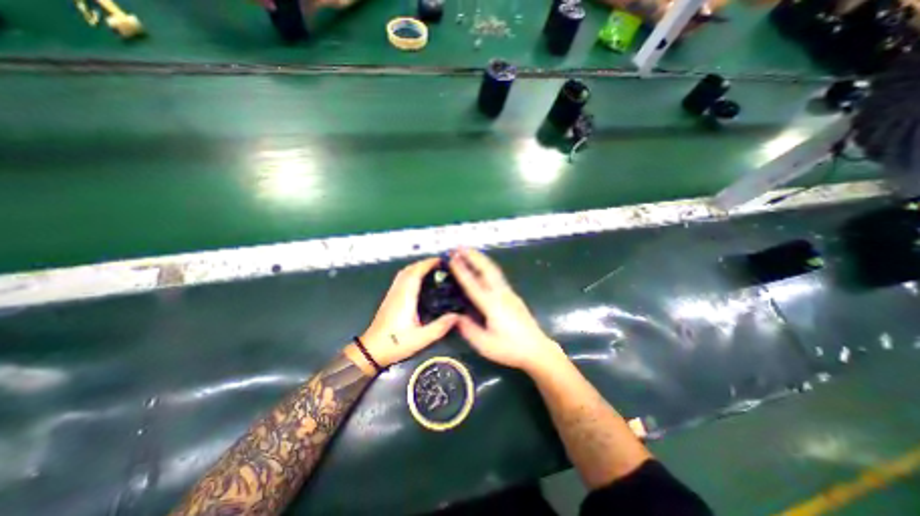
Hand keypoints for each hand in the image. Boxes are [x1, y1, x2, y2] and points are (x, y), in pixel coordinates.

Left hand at [351, 260, 458, 372]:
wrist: (372, 351)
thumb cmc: (395, 344)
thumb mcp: (421, 339)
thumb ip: (439, 327)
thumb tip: (456, 316)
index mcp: (405, 298)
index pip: (416, 273)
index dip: (428, 264)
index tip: (440, 261)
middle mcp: (398, 292)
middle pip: (409, 269)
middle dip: (424, 263)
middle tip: (439, 265)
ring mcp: (392, 294)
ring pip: (404, 273)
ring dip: (417, 267)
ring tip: (431, 270)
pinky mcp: (390, 299)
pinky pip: (401, 279)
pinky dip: (411, 274)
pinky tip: (418, 281)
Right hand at [451, 248, 565, 372]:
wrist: (537, 349)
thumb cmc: (510, 348)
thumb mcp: (485, 344)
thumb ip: (468, 329)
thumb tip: (455, 316)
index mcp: (492, 305)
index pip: (473, 284)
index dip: (461, 270)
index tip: (452, 258)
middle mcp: (501, 294)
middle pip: (486, 269)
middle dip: (473, 256)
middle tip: (459, 247)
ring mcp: (508, 293)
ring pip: (493, 270)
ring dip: (480, 258)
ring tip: (469, 251)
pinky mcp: (512, 295)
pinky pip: (497, 276)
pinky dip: (487, 266)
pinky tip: (483, 267)